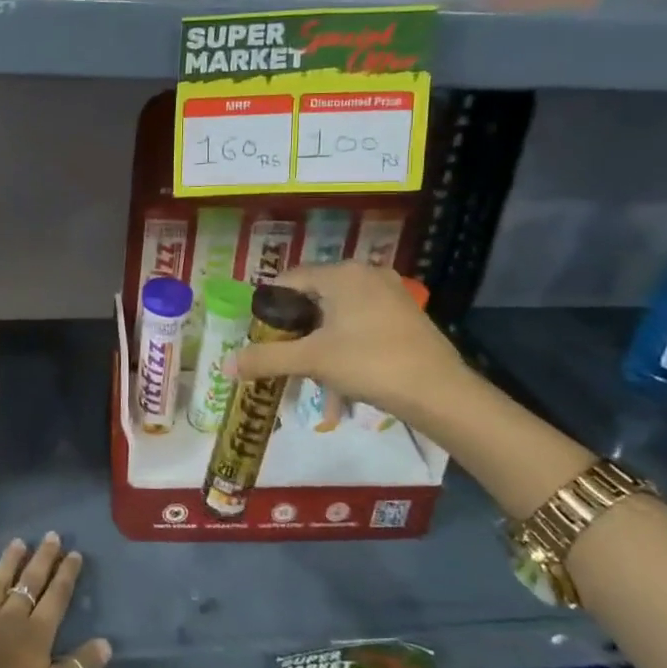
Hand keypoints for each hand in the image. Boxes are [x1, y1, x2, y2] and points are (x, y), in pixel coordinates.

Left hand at [0, 533, 111, 667]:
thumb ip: (79, 667)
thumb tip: (107, 643)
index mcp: (37, 633)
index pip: (56, 598)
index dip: (66, 575)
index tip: (74, 552)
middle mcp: (11, 617)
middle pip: (30, 583)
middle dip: (42, 559)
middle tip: (51, 535)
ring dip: (8, 562)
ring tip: (18, 541)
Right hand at [232, 261, 464, 417]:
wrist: (441, 393)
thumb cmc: (370, 364)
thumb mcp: (312, 361)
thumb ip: (266, 359)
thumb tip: (225, 365)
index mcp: (341, 274)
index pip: (288, 280)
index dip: (269, 309)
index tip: (262, 338)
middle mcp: (365, 274)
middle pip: (313, 298)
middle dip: (297, 332)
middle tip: (286, 359)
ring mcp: (390, 293)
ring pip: (337, 315)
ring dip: (320, 344)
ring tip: (315, 378)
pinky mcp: (406, 315)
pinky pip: (361, 324)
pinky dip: (346, 346)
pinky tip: (345, 380)